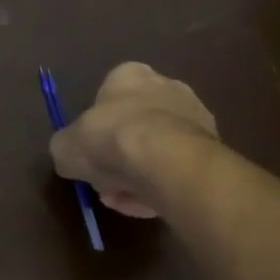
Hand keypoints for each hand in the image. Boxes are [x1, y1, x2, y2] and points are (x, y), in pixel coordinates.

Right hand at [49, 62, 218, 217]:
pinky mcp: (214, 147)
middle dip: (120, 155)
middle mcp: (166, 86)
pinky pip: (178, 168)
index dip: (96, 129)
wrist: (167, 161)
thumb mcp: (65, 146)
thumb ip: (66, 148)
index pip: (108, 96)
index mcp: (129, 75)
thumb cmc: (109, 138)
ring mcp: (195, 116)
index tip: (89, 154)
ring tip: (125, 200)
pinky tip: (149, 204)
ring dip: (140, 174)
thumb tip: (69, 157)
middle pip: (135, 124)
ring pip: (158, 150)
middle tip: (106, 183)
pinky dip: (163, 185)